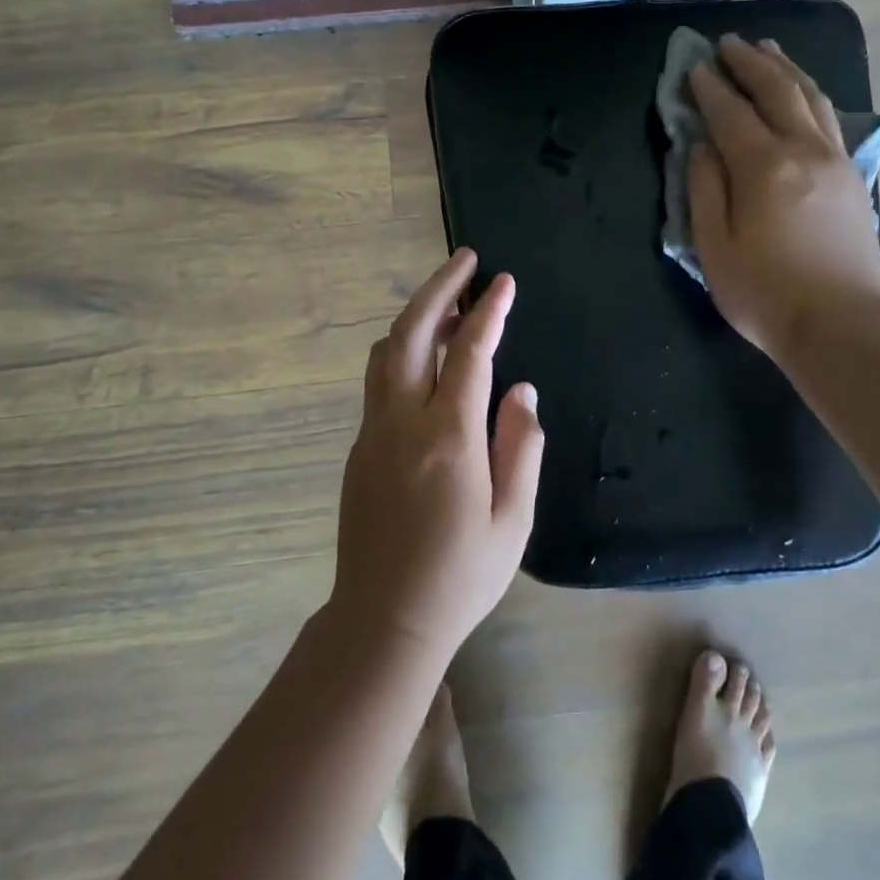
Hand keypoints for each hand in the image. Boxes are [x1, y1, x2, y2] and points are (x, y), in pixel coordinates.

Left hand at [328, 249, 544, 660]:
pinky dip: (402, 349)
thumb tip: (521, 390)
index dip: (488, 312)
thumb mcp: (513, 519)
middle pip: (412, 333)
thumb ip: (521, 446)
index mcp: (448, 437)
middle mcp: (403, 421)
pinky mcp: (359, 447)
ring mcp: (373, 432)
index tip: (504, 281)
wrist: (384, 621)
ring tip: (448, 301)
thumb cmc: (461, 575)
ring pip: (386, 352)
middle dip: (439, 288)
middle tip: (464, 259)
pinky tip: (425, 356)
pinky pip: (379, 379)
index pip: (468, 353)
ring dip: (415, 316)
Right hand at [687, 34, 879, 359]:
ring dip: (784, 68)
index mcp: (764, 167)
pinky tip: (801, 92)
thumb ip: (704, 189)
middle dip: (749, 62)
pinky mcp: (853, 176)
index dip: (709, 87)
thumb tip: (700, 146)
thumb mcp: (714, 247)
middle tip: (727, 43)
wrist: (844, 326)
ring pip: (810, 97)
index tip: (693, 66)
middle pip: (776, 90)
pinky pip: (829, 118)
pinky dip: (809, 94)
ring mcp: (835, 160)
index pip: (730, 112)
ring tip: (767, 49)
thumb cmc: (766, 293)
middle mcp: (804, 150)